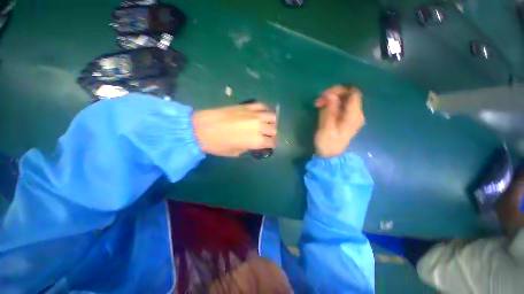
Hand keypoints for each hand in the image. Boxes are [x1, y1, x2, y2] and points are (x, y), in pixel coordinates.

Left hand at [192, 103, 276, 156]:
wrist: (201, 129)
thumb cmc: (217, 145)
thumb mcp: (235, 152)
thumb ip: (247, 147)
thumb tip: (252, 143)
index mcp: (256, 141)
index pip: (273, 142)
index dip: (273, 144)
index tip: (271, 144)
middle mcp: (259, 127)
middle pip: (274, 129)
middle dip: (273, 134)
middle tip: (268, 135)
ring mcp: (254, 115)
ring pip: (272, 116)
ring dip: (271, 121)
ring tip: (267, 123)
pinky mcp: (246, 106)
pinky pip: (261, 105)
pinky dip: (264, 109)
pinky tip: (261, 113)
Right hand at [314, 85, 364, 157]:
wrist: (330, 156)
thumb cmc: (327, 143)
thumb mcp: (326, 127)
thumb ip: (329, 110)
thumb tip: (330, 95)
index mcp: (354, 115)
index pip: (353, 93)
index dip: (339, 90)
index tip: (324, 95)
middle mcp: (356, 114)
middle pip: (348, 95)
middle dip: (332, 94)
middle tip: (318, 100)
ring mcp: (351, 116)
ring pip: (343, 100)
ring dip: (330, 99)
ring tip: (317, 104)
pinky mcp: (345, 119)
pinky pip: (340, 106)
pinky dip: (331, 104)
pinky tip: (322, 108)